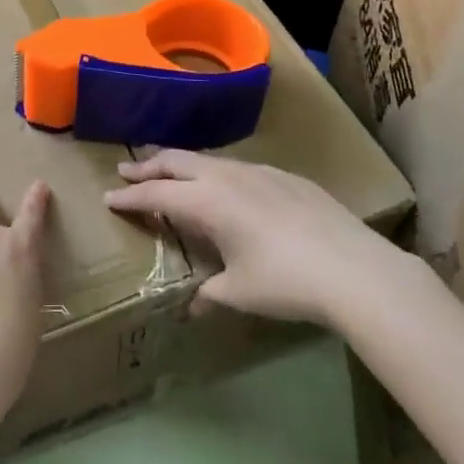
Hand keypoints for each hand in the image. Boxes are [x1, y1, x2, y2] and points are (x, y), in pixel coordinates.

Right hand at [106, 151, 397, 324]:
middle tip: (127, 171)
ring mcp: (259, 171)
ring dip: (182, 165)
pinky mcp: (286, 176)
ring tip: (171, 173)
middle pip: (176, 161)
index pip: (156, 193)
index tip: (108, 196)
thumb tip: (194, 304)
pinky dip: (217, 172)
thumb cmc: (285, 282)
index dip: (130, 197)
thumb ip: (210, 292)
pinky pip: (239, 167)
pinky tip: (227, 187)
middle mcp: (227, 176)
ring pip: (208, 159)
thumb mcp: (239, 293)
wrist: (354, 269)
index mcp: (207, 201)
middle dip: (148, 166)